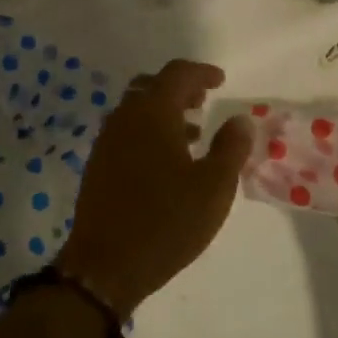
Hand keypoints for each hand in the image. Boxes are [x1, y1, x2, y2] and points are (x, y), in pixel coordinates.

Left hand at [58, 60, 253, 317]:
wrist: (106, 265)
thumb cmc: (167, 221)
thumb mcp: (214, 187)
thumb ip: (230, 147)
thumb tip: (240, 119)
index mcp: (152, 114)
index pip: (177, 74)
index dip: (201, 72)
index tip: (220, 80)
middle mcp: (124, 118)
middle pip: (151, 86)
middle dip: (179, 88)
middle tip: (203, 101)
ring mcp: (106, 142)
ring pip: (136, 110)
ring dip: (163, 112)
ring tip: (193, 134)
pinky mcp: (97, 165)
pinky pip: (126, 132)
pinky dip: (148, 132)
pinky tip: (166, 161)